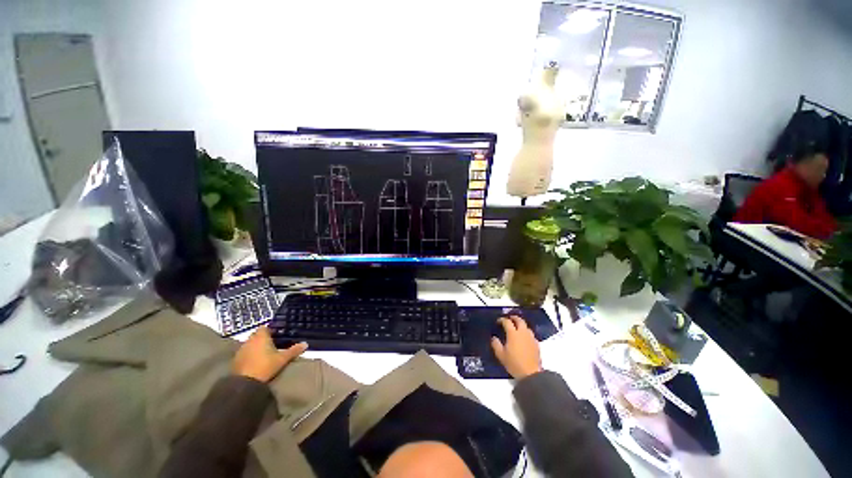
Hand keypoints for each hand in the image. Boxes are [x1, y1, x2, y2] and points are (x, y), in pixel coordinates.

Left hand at [233, 326, 307, 382]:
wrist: (245, 382)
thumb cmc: (266, 366)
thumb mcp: (282, 359)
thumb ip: (294, 350)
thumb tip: (306, 344)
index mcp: (261, 337)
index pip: (264, 327)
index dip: (270, 330)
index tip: (276, 334)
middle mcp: (250, 340)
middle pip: (256, 335)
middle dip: (263, 337)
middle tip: (272, 343)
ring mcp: (241, 350)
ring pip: (250, 343)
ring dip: (255, 346)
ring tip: (264, 352)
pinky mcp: (236, 359)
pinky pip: (244, 352)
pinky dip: (249, 354)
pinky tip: (255, 360)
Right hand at [491, 316, 541, 379]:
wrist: (531, 373)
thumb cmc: (514, 363)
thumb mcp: (501, 355)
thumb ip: (496, 344)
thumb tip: (494, 338)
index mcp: (513, 334)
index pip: (507, 322)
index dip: (502, 320)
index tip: (498, 321)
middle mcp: (523, 333)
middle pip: (519, 320)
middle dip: (514, 318)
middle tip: (509, 318)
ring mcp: (531, 338)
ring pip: (526, 326)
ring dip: (521, 324)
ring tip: (517, 327)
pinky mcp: (536, 344)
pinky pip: (531, 334)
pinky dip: (526, 332)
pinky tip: (524, 337)